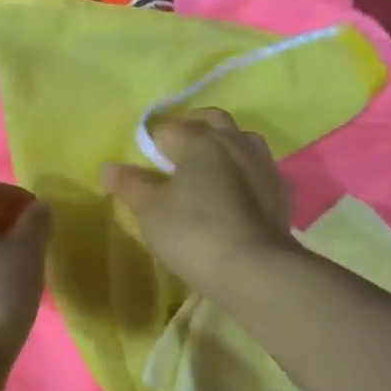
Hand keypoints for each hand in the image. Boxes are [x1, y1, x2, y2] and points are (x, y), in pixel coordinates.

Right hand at [101, 109, 293, 291]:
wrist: (256, 270)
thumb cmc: (194, 233)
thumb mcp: (150, 210)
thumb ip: (129, 184)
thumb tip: (109, 167)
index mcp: (200, 140)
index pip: (167, 129)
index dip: (151, 146)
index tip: (144, 170)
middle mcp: (235, 142)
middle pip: (211, 120)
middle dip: (192, 129)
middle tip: (174, 155)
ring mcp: (263, 165)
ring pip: (241, 140)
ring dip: (223, 146)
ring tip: (207, 171)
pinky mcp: (281, 191)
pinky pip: (258, 169)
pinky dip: (243, 173)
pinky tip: (235, 194)